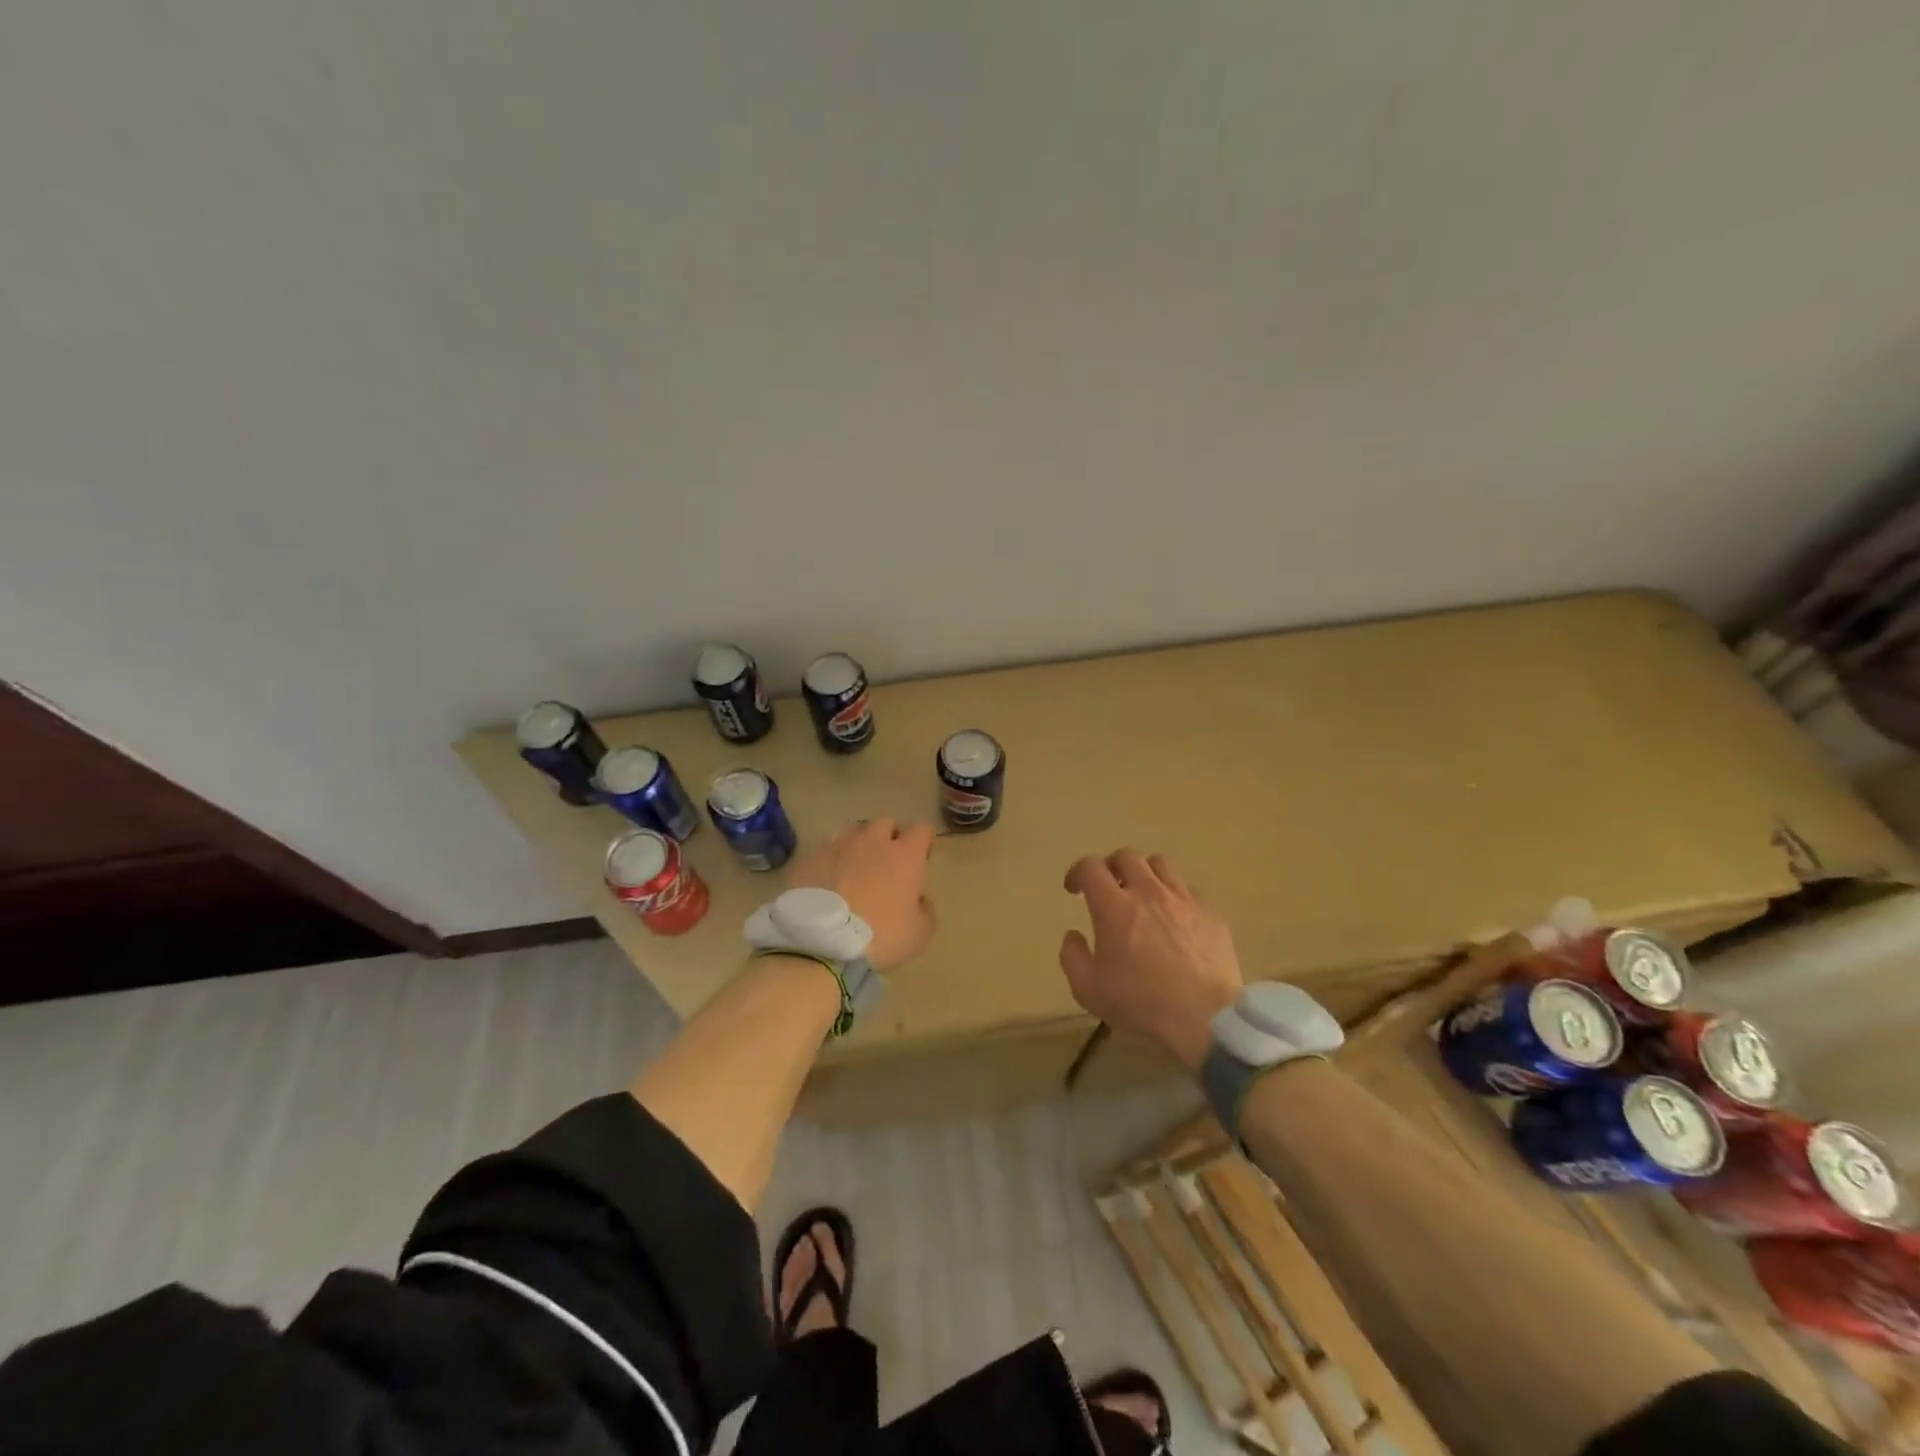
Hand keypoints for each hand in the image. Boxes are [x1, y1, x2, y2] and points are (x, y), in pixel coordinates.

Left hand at [789, 819, 936, 971]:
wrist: (821, 943)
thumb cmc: (880, 937)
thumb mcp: (919, 935)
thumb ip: (925, 911)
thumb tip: (920, 900)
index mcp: (904, 855)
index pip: (922, 830)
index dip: (924, 842)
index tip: (922, 859)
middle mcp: (873, 842)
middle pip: (886, 824)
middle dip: (890, 838)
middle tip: (888, 864)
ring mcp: (839, 847)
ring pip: (854, 832)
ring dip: (860, 845)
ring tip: (856, 869)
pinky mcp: (811, 858)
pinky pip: (827, 849)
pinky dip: (833, 860)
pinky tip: (830, 880)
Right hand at [1059, 849, 1243, 1070]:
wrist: (1204, 1016)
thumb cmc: (1141, 1002)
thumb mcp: (1088, 989)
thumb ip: (1072, 957)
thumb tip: (1073, 936)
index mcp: (1114, 906)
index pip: (1091, 867)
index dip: (1078, 871)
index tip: (1074, 889)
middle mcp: (1148, 892)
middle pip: (1127, 856)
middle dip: (1111, 867)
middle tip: (1108, 887)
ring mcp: (1183, 900)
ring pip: (1161, 864)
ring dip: (1145, 873)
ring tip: (1143, 894)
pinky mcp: (1210, 914)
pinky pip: (1188, 891)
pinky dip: (1174, 898)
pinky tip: (1175, 920)